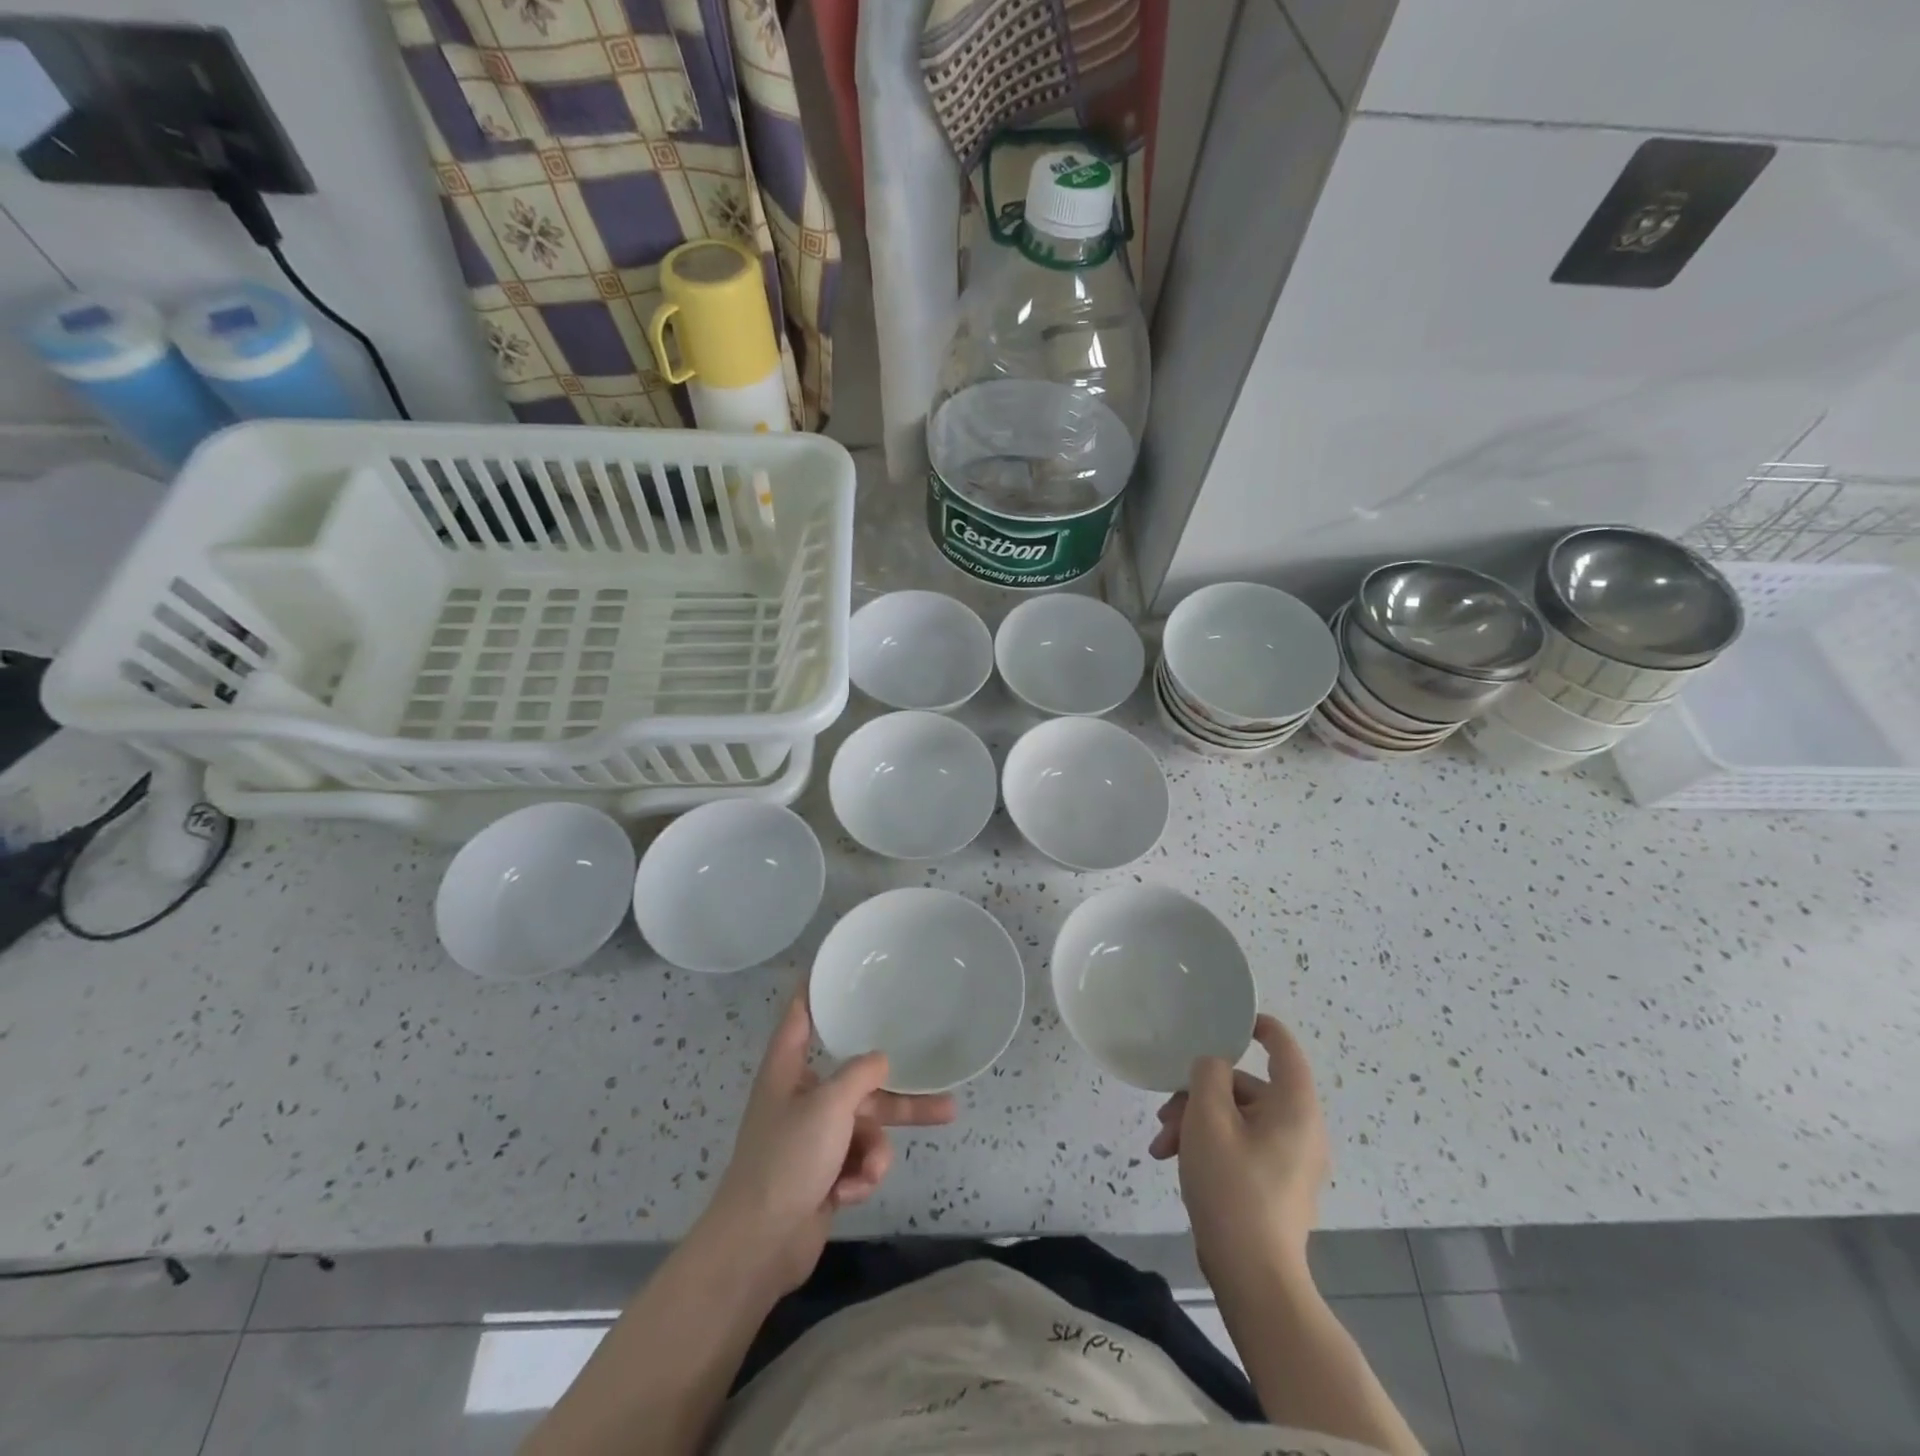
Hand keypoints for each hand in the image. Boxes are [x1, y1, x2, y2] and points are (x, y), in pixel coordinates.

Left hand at [699, 988, 956, 1296]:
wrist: (760, 1245)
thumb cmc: (788, 1159)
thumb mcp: (829, 1106)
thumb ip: (861, 1075)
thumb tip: (881, 1060)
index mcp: (788, 1069)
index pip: (801, 1015)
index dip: (816, 989)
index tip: (836, 966)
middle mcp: (801, 1097)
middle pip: (858, 1082)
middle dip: (896, 1097)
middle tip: (945, 1099)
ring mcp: (814, 1138)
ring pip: (866, 1127)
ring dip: (872, 1151)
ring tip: (871, 1172)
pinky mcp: (824, 1172)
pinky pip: (859, 1159)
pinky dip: (859, 1175)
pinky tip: (846, 1193)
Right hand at [1148, 1013, 1328, 1284]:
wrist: (1253, 1277)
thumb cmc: (1232, 1186)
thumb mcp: (1208, 1118)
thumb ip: (1209, 1074)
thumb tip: (1214, 1065)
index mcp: (1295, 1106)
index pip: (1283, 1047)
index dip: (1257, 1026)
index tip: (1224, 1021)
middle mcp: (1301, 1128)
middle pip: (1247, 1087)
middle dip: (1199, 1094)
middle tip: (1164, 1113)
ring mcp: (1291, 1160)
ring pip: (1237, 1118)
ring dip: (1196, 1123)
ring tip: (1161, 1145)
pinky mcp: (1276, 1185)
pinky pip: (1242, 1146)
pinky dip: (1210, 1146)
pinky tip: (1174, 1162)